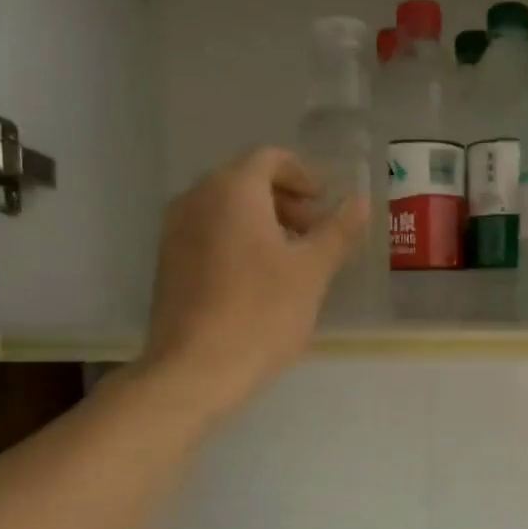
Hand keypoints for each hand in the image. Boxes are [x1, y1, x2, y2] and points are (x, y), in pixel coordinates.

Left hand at [143, 146, 366, 415]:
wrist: (195, 370)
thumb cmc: (262, 314)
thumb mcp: (312, 271)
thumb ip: (338, 230)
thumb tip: (360, 200)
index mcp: (232, 190)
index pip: (269, 158)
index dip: (303, 174)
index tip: (325, 203)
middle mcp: (196, 199)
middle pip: (245, 180)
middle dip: (285, 199)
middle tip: (315, 232)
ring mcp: (174, 231)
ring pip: (225, 209)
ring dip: (263, 221)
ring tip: (292, 259)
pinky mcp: (167, 263)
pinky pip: (209, 233)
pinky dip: (238, 240)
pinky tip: (259, 280)